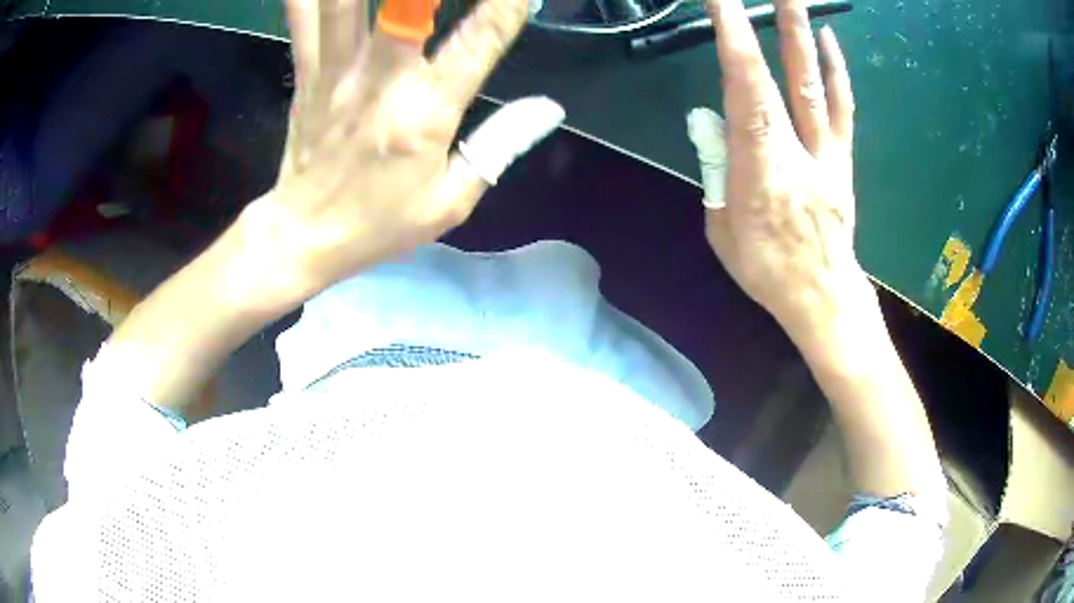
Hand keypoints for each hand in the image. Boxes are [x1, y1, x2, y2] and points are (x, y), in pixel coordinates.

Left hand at [245, 0, 562, 295]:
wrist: (304, 235)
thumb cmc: (380, 223)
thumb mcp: (452, 201)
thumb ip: (500, 146)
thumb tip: (548, 108)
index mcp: (425, 114)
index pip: (481, 42)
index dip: (507, 5)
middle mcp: (381, 81)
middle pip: (405, 5)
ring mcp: (336, 70)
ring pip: (343, 4)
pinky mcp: (308, 72)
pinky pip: (304, 19)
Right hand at [693, 0, 862, 337]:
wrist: (822, 295)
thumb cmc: (766, 269)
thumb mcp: (722, 228)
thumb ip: (716, 170)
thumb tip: (711, 123)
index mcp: (758, 168)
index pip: (744, 91)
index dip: (733, 41)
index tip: (720, 2)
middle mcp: (795, 150)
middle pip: (781, 78)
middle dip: (769, 26)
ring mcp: (825, 152)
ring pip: (814, 85)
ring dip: (802, 36)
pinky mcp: (842, 158)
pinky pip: (841, 108)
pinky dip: (836, 71)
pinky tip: (829, 40)